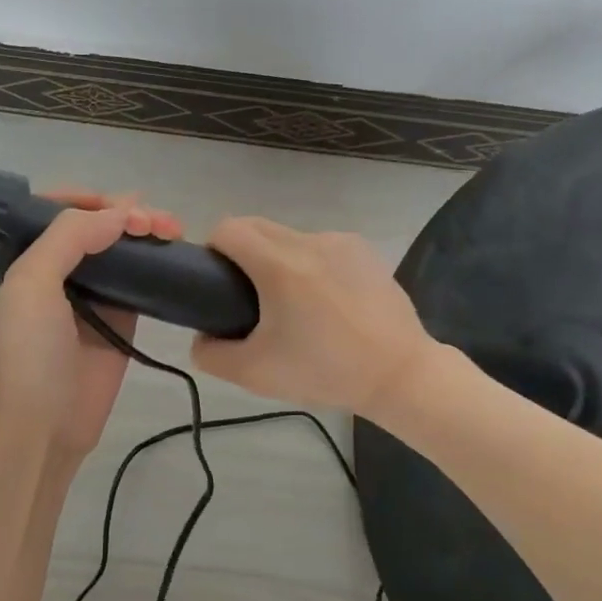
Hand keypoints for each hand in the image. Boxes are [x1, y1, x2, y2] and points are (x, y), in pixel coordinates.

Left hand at [0, 189, 182, 465]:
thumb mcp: (33, 282)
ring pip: (122, 246)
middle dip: (126, 212)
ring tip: (172, 231)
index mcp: (26, 256)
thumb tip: (122, 213)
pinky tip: (175, 251)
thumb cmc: (31, 349)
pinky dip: (158, 259)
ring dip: (147, 230)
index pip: (54, 209)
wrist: (47, 421)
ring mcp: (92, 292)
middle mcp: (58, 268)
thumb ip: (70, 236)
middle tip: (154, 223)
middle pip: (95, 223)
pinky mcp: (121, 315)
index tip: (118, 204)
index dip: (87, 197)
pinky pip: (142, 277)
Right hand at [190, 216, 437, 417]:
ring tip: (294, 302)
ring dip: (278, 257)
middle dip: (242, 251)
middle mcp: (308, 241)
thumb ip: (211, 354)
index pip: (227, 229)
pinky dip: (311, 263)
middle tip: (248, 295)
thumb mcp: (255, 374)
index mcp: (278, 265)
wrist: (399, 375)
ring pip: (289, 236)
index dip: (213, 250)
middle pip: (256, 226)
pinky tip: (327, 300)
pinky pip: (320, 246)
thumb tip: (202, 336)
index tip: (218, 281)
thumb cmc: (325, 371)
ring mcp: (340, 242)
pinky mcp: (364, 250)